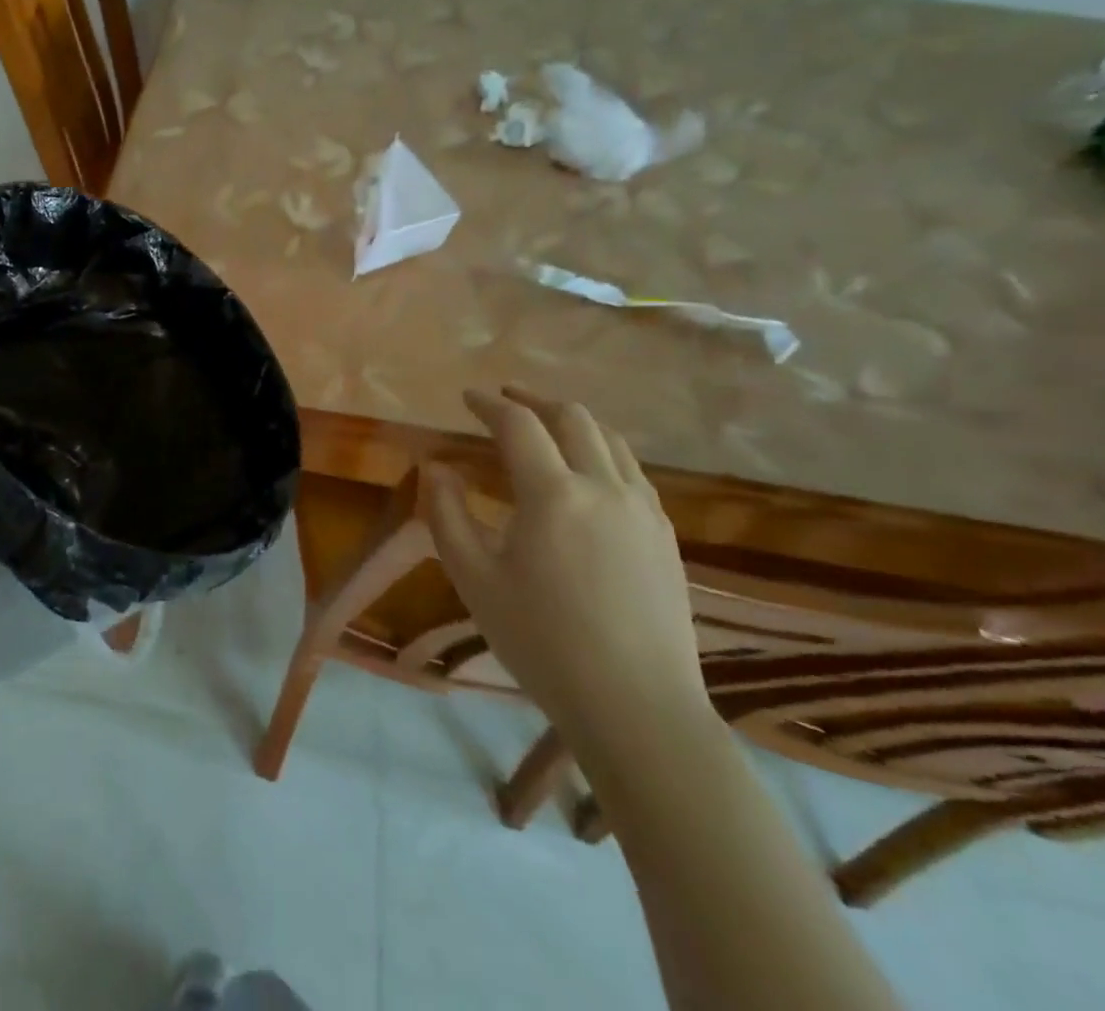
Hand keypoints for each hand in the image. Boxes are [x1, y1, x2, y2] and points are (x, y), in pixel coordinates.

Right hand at [422, 385, 709, 758]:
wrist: (637, 707)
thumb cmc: (542, 641)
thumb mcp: (473, 578)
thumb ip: (446, 514)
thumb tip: (438, 468)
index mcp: (553, 494)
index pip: (518, 425)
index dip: (489, 404)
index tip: (467, 398)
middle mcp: (604, 487)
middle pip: (572, 418)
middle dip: (534, 399)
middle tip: (505, 399)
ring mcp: (643, 510)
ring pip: (610, 440)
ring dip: (572, 421)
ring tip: (546, 425)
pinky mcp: (666, 536)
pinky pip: (633, 471)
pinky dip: (602, 451)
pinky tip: (588, 474)